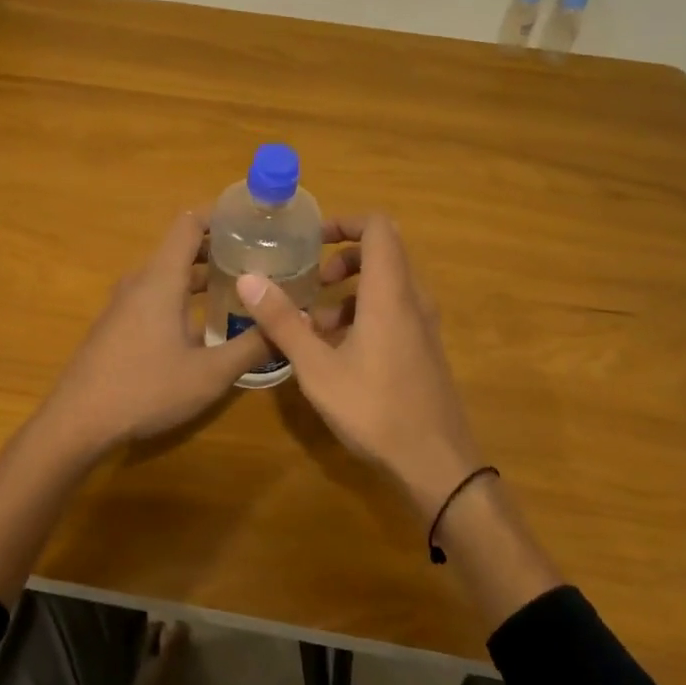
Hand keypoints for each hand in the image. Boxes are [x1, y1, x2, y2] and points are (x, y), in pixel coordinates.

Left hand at [34, 210, 272, 459]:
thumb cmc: (145, 389)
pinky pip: (157, 295)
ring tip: (244, 287)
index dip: (221, 213)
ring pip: (170, 274)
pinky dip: (186, 295)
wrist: (77, 422)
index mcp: (161, 278)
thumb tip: (295, 324)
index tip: (254, 218)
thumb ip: (253, 347)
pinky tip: (208, 323)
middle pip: (183, 247)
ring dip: (205, 275)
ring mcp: (125, 303)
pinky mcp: (119, 324)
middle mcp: (141, 281)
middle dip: (222, 247)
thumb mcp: (209, 374)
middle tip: (262, 256)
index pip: (190, 223)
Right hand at [234, 215, 480, 519]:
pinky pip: (394, 310)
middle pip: (382, 253)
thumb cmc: (375, 409)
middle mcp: (412, 299)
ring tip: (315, 323)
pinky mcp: (424, 347)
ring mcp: (423, 324)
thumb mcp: (317, 368)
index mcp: (389, 293)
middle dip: (343, 258)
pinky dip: (365, 312)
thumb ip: (283, 321)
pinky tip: (338, 351)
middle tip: (313, 280)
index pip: (378, 227)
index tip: (311, 239)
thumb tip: (248, 279)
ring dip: (351, 290)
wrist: (437, 463)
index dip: (345, 222)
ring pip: (387, 284)